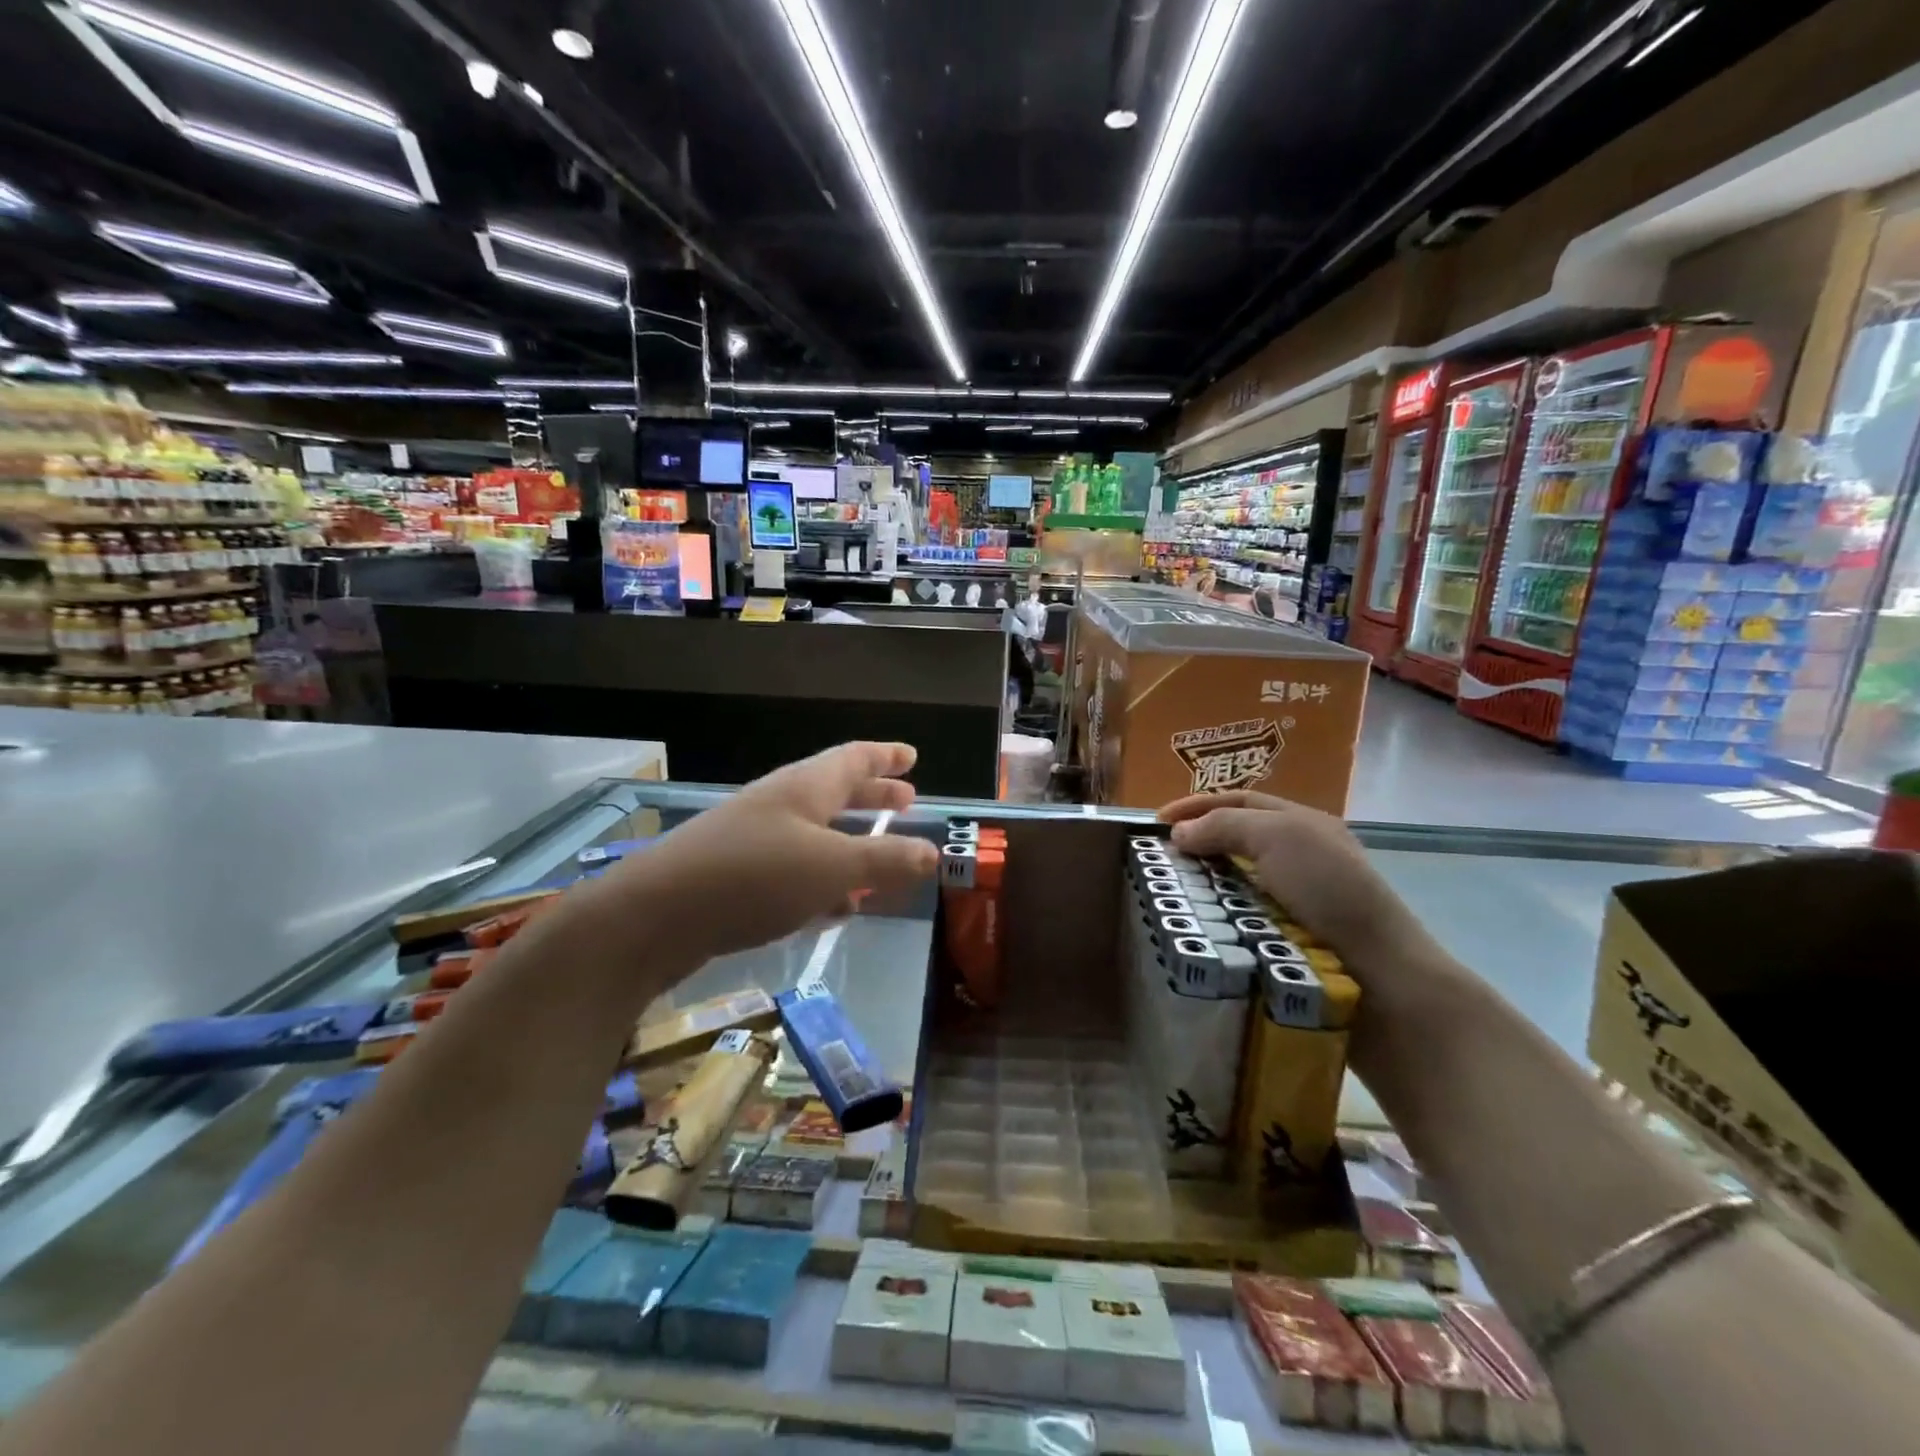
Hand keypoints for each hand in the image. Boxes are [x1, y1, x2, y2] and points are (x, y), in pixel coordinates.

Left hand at [593, 742, 938, 967]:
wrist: (655, 916)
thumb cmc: (755, 877)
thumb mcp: (833, 867)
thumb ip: (884, 859)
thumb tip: (932, 852)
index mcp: (805, 787)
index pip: (854, 758)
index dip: (886, 756)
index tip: (912, 756)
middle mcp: (780, 805)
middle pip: (836, 792)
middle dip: (873, 797)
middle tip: (906, 801)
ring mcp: (755, 840)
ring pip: (816, 834)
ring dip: (850, 844)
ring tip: (881, 861)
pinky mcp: (737, 878)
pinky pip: (795, 870)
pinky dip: (823, 880)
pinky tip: (835, 907)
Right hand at [1157, 790, 1432, 972]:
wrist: (1380, 974)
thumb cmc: (1330, 891)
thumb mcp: (1278, 837)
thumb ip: (1224, 826)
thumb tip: (1179, 834)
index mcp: (1303, 823)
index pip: (1240, 801)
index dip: (1197, 804)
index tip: (1156, 822)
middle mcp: (1301, 856)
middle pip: (1235, 839)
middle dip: (1196, 844)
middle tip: (1158, 860)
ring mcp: (1296, 900)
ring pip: (1234, 882)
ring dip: (1203, 884)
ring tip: (1169, 893)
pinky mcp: (1289, 939)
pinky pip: (1240, 918)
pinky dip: (1217, 916)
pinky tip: (1198, 924)